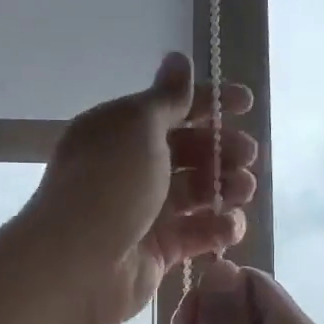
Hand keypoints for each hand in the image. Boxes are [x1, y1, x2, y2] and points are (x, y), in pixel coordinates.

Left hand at [25, 53, 256, 323]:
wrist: (77, 265)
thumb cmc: (108, 184)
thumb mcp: (137, 127)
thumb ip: (167, 98)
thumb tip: (178, 59)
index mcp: (119, 131)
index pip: (170, 108)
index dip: (209, 103)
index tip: (246, 104)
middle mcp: (130, 168)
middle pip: (188, 151)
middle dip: (222, 149)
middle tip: (246, 155)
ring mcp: (144, 211)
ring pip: (196, 192)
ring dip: (225, 187)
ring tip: (242, 190)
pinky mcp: (158, 250)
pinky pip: (196, 233)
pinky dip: (217, 228)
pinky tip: (229, 226)